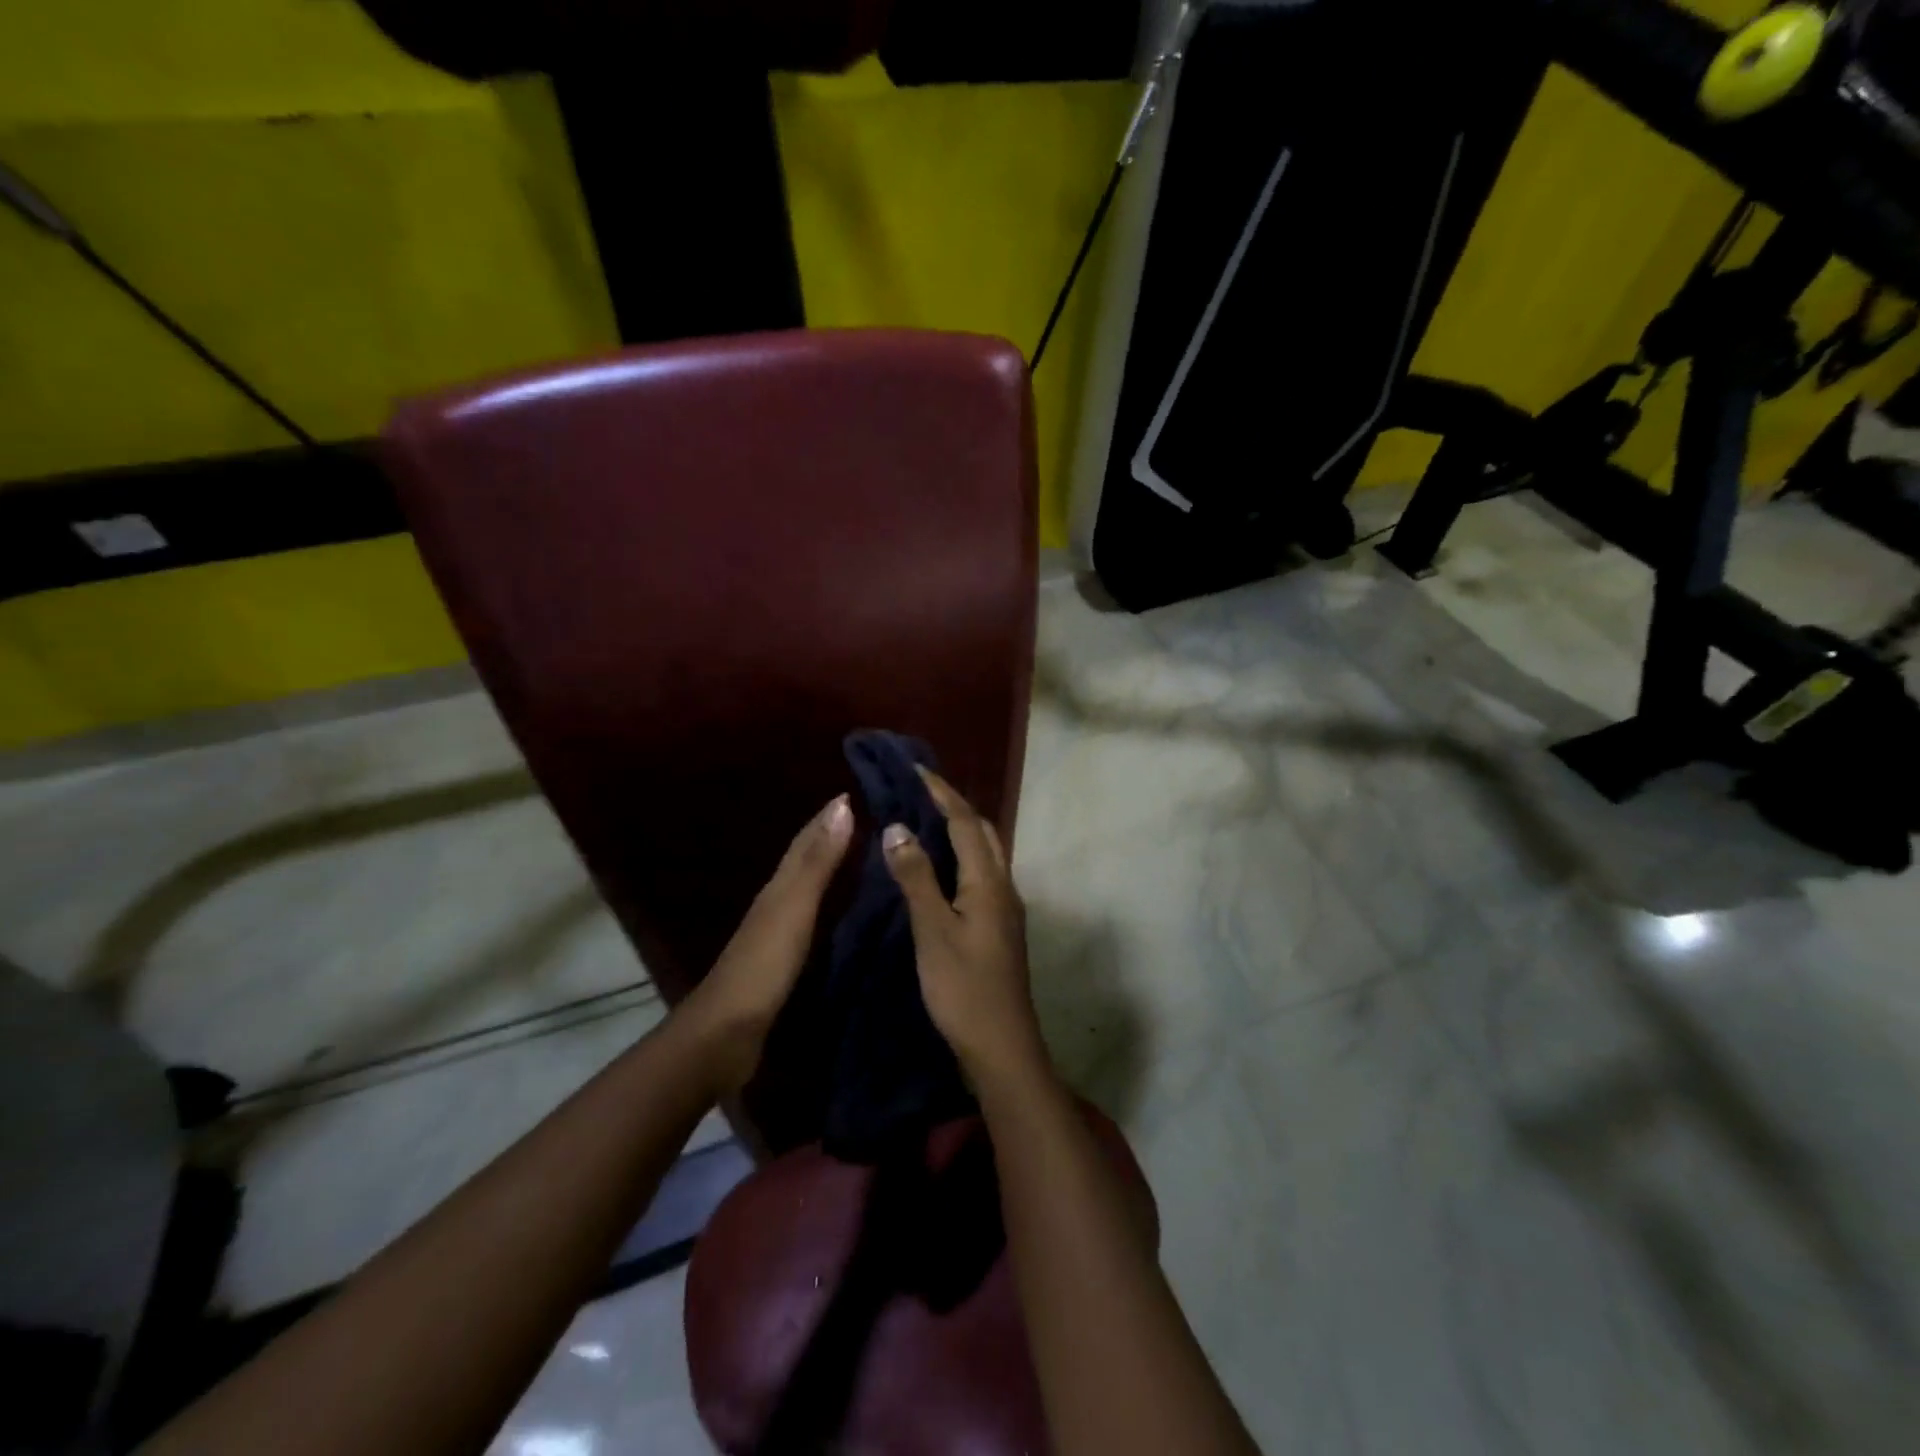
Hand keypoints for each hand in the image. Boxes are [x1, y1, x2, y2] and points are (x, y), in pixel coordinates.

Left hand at [684, 794, 852, 1091]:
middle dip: (831, 837)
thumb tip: (842, 806)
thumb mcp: (795, 908)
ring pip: (808, 889)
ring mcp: (778, 934)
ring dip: (830, 869)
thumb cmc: (763, 966)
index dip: (827, 817)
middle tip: (867, 820)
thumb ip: (819, 862)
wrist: (725, 1034)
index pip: (806, 841)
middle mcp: (777, 903)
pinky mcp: (784, 963)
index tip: (854, 793)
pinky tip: (844, 914)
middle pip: (805, 861)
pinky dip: (829, 906)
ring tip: (863, 858)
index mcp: (779, 887)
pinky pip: (812, 920)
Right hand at [882, 769, 1049, 1086]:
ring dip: (961, 830)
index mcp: (988, 882)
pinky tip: (941, 868)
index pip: (965, 822)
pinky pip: (982, 874)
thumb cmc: (963, 988)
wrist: (1002, 1046)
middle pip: (983, 831)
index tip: (917, 769)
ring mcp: (1005, 908)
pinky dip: (962, 856)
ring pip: (986, 853)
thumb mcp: (932, 931)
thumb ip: (917, 878)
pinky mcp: (1000, 927)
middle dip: (955, 805)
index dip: (942, 793)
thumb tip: (898, 827)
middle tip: (921, 790)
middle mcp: (1003, 886)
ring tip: (927, 819)